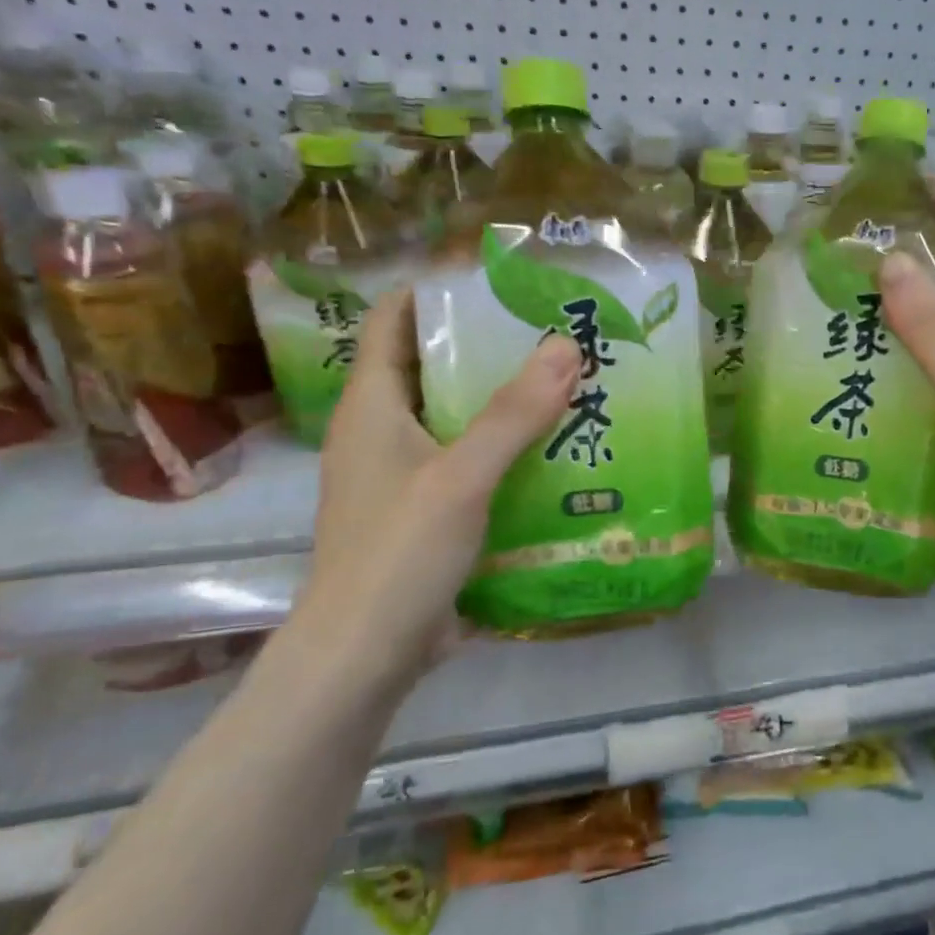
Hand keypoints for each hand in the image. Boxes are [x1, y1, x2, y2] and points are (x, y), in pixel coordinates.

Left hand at [289, 288, 581, 688]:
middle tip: (553, 332)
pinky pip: (469, 461)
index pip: (392, 322)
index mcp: (371, 406)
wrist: (367, 653)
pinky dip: (505, 449)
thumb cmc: (399, 552)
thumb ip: (514, 413)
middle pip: (432, 367)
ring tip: (566, 383)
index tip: (497, 281)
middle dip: (488, 347)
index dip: (436, 293)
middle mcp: (382, 432)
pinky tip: (554, 449)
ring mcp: (403, 474)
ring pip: (456, 418)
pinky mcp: (426, 511)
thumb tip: (566, 344)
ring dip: (503, 402)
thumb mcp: (461, 476)